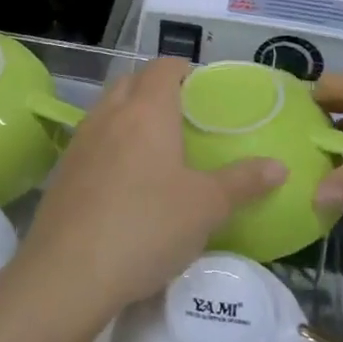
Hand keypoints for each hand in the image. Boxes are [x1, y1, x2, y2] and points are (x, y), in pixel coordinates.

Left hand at [19, 59, 284, 326]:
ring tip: (155, 144)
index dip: (182, 68)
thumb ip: (243, 182)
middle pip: (131, 81)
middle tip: (182, 113)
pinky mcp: (63, 171)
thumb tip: (279, 166)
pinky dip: (110, 142)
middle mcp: (109, 115)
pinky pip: (92, 140)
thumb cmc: (146, 227)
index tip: (202, 85)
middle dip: (154, 86)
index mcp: (146, 111)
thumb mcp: (206, 208)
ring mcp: (80, 142)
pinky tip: (124, 178)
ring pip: (107, 109)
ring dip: (129, 112)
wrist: (68, 273)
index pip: (162, 67)